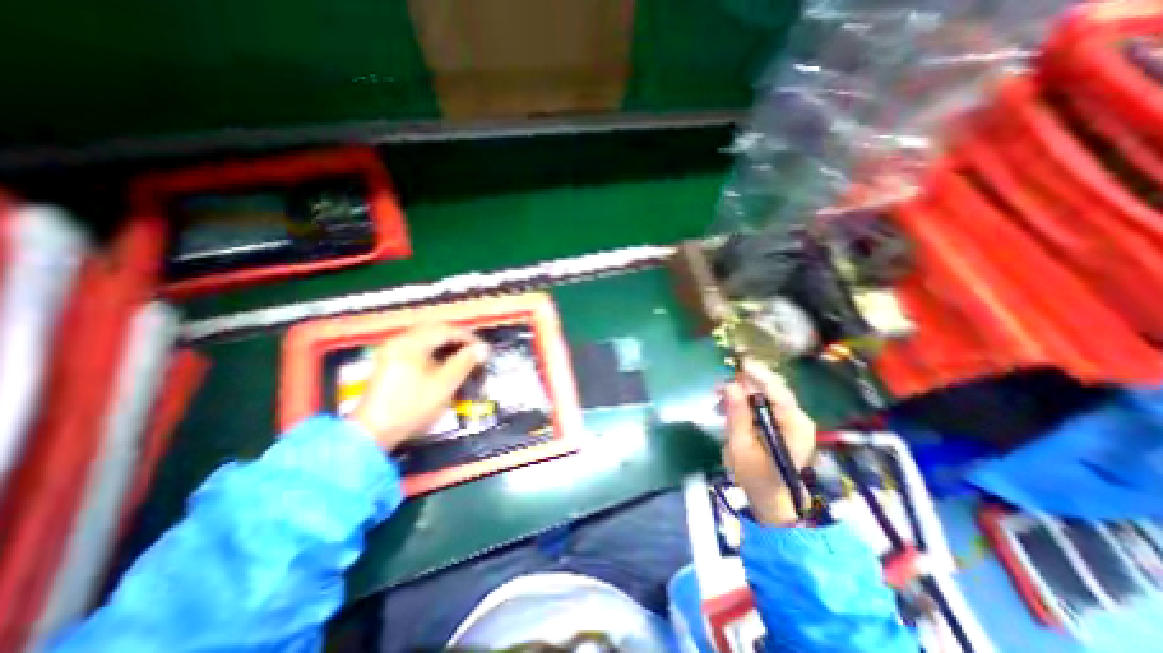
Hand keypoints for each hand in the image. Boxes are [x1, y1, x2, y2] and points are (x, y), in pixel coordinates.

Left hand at [346, 323, 486, 450]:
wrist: (372, 433)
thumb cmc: (412, 406)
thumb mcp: (445, 384)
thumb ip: (465, 362)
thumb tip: (483, 349)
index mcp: (411, 343)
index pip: (446, 330)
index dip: (468, 338)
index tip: (483, 350)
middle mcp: (399, 341)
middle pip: (434, 330)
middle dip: (456, 339)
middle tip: (473, 352)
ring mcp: (390, 351)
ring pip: (424, 338)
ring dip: (444, 344)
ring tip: (460, 358)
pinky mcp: (387, 362)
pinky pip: (415, 347)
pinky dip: (432, 351)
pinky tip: (441, 364)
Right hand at [719, 362, 816, 524]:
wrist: (776, 505)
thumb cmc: (758, 479)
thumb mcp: (741, 447)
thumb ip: (736, 414)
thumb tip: (729, 384)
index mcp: (794, 425)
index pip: (776, 390)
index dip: (755, 374)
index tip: (735, 362)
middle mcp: (798, 418)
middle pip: (772, 389)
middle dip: (745, 382)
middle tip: (719, 383)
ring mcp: (792, 421)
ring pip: (766, 395)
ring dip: (742, 392)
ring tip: (718, 397)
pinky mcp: (784, 425)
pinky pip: (765, 405)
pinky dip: (746, 402)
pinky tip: (729, 407)